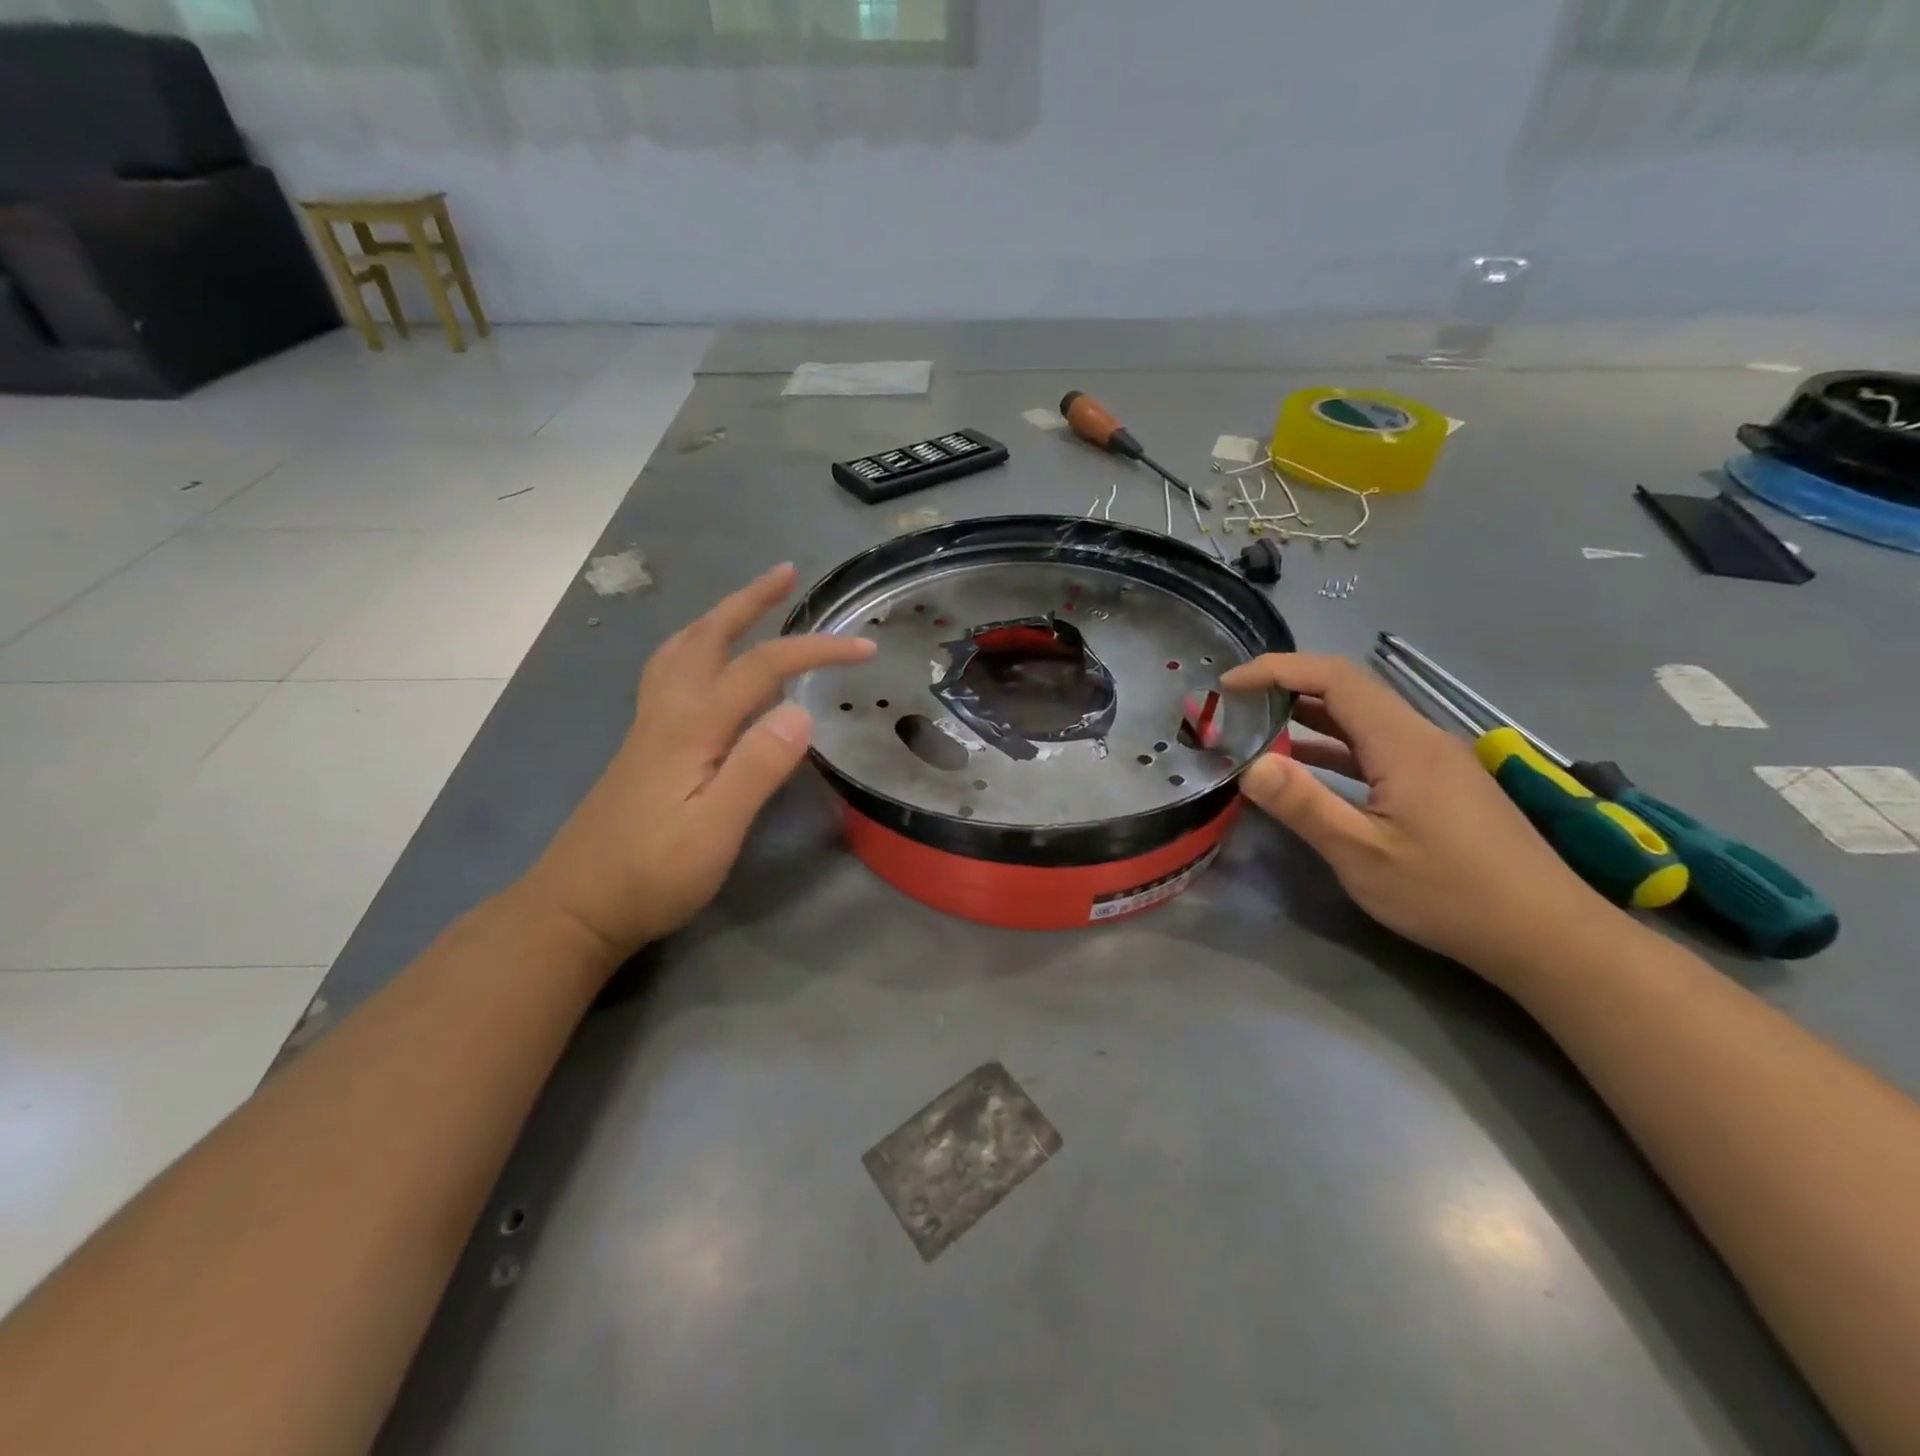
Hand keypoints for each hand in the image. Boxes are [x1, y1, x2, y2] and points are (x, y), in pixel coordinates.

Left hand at [521, 564, 874, 961]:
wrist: (575, 908)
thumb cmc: (651, 876)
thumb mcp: (714, 831)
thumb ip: (756, 769)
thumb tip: (801, 710)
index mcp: (691, 727)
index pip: (761, 669)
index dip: (814, 651)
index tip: (864, 649)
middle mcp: (667, 713)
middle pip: (708, 637)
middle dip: (750, 601)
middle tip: (786, 573)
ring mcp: (649, 728)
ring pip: (680, 650)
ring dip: (717, 617)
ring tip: (746, 603)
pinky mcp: (643, 748)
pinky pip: (670, 673)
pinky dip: (694, 647)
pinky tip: (703, 665)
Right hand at [1222, 654, 1623, 982]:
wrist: (1546, 935)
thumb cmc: (1450, 894)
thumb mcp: (1363, 855)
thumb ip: (1305, 804)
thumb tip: (1251, 764)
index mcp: (1404, 742)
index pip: (1333, 677)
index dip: (1277, 670)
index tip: (1229, 685)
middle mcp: (1421, 737)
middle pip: (1348, 689)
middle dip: (1286, 687)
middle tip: (1234, 706)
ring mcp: (1434, 760)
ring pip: (1362, 718)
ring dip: (1308, 716)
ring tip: (1256, 728)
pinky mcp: (1439, 783)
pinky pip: (1376, 746)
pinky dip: (1333, 745)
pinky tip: (1306, 765)